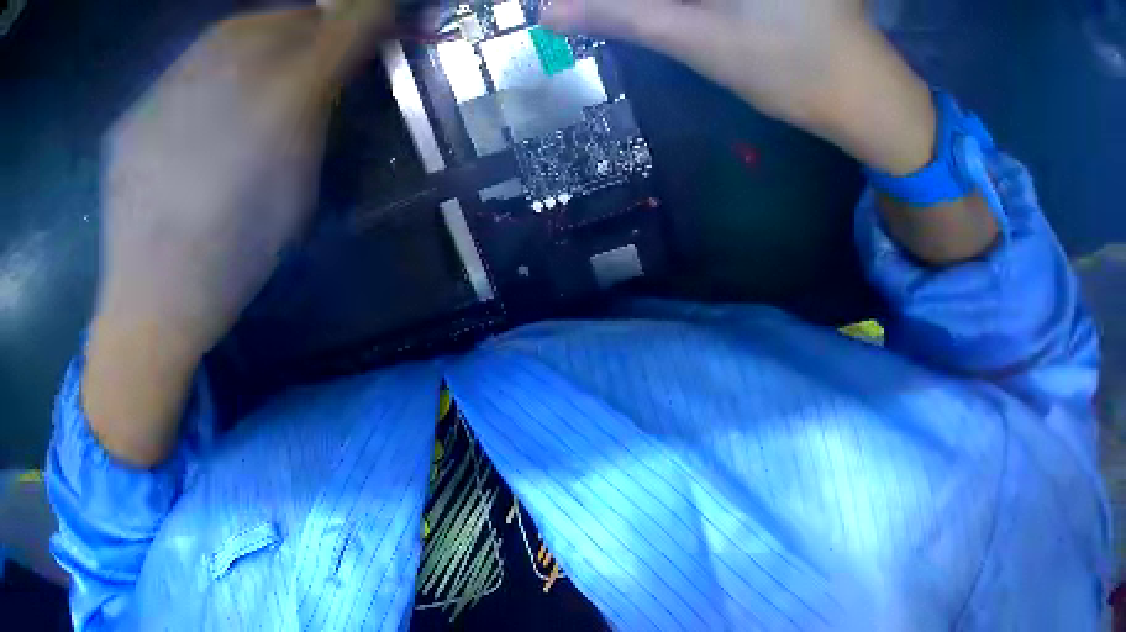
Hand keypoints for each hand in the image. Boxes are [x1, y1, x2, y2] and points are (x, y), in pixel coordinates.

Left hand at [84, 3, 393, 465]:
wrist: (151, 303)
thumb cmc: (236, 259)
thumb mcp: (299, 190)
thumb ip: (320, 118)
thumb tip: (333, 69)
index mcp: (283, 101)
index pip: (345, 23)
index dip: (369, 11)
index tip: (378, 12)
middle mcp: (229, 74)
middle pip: (284, 16)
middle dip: (304, 25)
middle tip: (305, 47)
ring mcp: (172, 86)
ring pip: (228, 33)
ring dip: (250, 43)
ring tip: (246, 79)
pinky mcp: (136, 109)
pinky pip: (180, 72)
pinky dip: (197, 81)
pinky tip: (191, 122)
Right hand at [546, 0, 997, 264]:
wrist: (870, 101)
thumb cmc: (795, 70)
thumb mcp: (699, 40)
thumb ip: (621, 16)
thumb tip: (548, 10)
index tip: (572, 9)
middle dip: (635, 3)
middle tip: (591, 16)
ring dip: (656, 4)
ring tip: (619, 20)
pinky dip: (680, 3)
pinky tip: (661, 16)